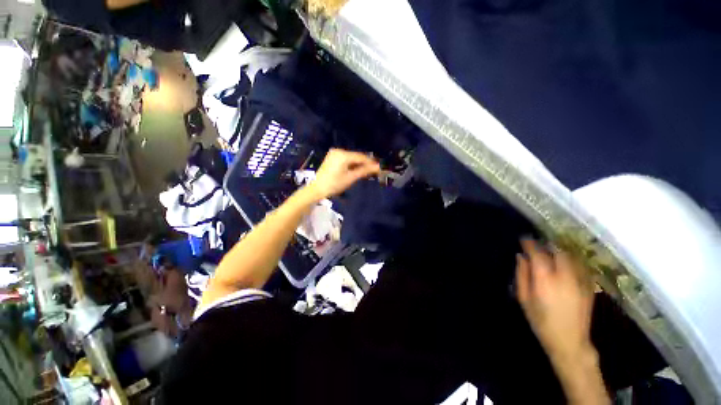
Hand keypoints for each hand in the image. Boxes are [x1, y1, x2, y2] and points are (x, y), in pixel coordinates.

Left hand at [306, 149, 380, 199]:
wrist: (317, 189)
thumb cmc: (334, 184)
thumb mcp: (350, 178)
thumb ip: (364, 171)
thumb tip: (377, 167)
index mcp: (343, 155)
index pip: (361, 157)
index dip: (370, 162)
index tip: (379, 167)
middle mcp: (339, 151)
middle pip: (356, 156)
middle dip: (365, 163)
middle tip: (374, 170)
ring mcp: (334, 153)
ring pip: (351, 158)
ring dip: (359, 164)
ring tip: (367, 171)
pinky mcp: (332, 157)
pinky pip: (345, 159)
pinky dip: (351, 164)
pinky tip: (356, 169)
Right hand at [516, 239, 595, 360]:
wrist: (569, 341)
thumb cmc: (541, 320)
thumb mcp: (524, 298)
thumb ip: (522, 275)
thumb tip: (521, 257)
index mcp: (545, 279)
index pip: (538, 253)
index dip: (530, 244)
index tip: (524, 239)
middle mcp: (565, 276)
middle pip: (558, 252)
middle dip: (547, 246)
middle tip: (538, 247)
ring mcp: (580, 281)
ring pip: (572, 257)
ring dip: (560, 252)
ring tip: (552, 253)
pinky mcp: (589, 287)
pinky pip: (581, 266)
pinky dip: (572, 261)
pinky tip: (566, 265)